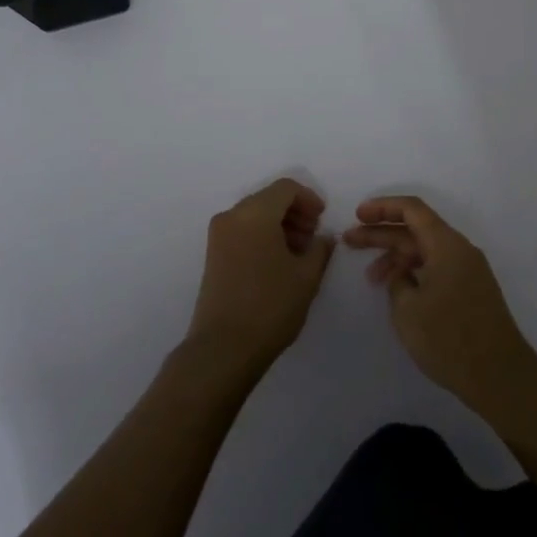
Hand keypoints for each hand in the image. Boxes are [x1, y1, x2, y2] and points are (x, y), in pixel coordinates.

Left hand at [186, 179, 334, 376]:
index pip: (286, 188)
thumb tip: (324, 237)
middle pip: (268, 199)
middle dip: (294, 212)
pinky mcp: (212, 254)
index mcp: (255, 213)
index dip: (308, 198)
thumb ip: (320, 249)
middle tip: (313, 237)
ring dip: (279, 224)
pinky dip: (262, 236)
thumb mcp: (306, 277)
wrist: (223, 348)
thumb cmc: (270, 306)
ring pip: (254, 215)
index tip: (322, 220)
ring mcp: (218, 235)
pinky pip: (242, 230)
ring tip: (298, 253)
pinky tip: (278, 262)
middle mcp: (232, 216)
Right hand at [344, 196, 536, 419]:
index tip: (358, 216)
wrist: (500, 376)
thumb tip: (403, 277)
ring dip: (397, 258)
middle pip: (416, 229)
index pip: (412, 209)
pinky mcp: (471, 290)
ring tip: (371, 278)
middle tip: (350, 241)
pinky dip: (414, 272)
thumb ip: (397, 283)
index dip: (382, 208)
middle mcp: (460, 250)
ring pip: (426, 251)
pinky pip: (437, 268)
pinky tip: (398, 291)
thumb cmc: (449, 338)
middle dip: (382, 233)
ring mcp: (468, 271)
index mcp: (447, 244)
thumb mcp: (407, 309)